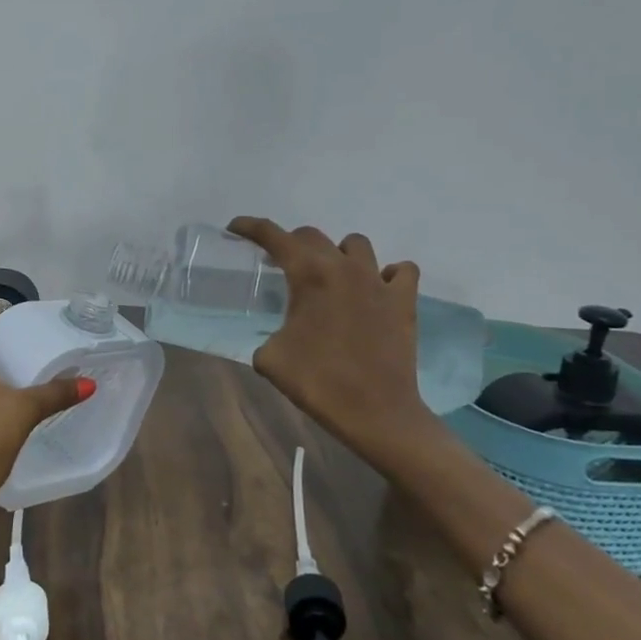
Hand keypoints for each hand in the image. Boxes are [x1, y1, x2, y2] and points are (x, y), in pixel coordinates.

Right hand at [227, 217, 434, 454]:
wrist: (376, 412)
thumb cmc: (317, 382)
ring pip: (355, 244)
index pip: (273, 236)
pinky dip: (387, 274)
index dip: (250, 227)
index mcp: (308, 275)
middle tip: (280, 264)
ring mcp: (379, 281)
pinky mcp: (404, 301)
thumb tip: (273, 336)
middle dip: (291, 244)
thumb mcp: (269, 358)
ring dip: (338, 253)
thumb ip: (266, 334)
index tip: (235, 228)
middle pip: (311, 236)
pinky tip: (376, 289)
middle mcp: (344, 267)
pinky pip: (400, 270)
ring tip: (331, 276)